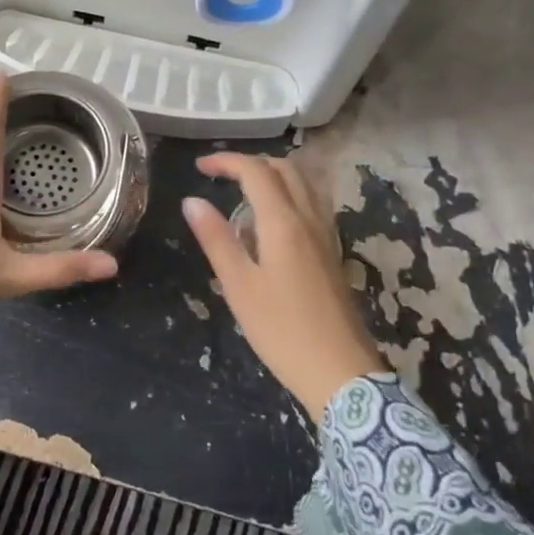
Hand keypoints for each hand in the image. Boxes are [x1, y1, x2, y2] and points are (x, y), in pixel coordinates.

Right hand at [182, 154, 383, 420]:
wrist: (341, 373)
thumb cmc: (282, 330)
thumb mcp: (239, 286)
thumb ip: (216, 239)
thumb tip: (192, 200)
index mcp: (283, 222)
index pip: (255, 171)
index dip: (226, 161)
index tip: (200, 167)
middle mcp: (309, 219)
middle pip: (285, 169)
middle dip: (251, 163)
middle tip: (221, 177)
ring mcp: (327, 236)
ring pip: (304, 185)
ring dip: (274, 176)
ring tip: (245, 194)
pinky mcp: (333, 253)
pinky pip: (313, 205)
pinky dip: (290, 195)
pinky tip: (273, 223)